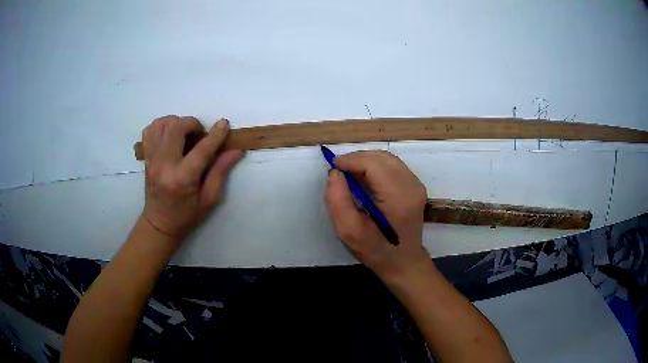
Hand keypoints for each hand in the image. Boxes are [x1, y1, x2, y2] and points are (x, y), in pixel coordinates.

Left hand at [141, 115, 242, 239]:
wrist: (159, 223)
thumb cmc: (187, 215)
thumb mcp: (209, 199)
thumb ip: (221, 172)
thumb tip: (236, 150)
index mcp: (182, 179)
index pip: (201, 149)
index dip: (215, 134)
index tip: (224, 124)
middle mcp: (164, 166)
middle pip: (175, 128)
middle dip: (192, 123)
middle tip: (200, 134)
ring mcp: (152, 160)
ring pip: (160, 124)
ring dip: (176, 122)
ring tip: (184, 133)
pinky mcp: (146, 157)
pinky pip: (149, 130)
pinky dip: (161, 125)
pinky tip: (170, 134)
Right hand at [325, 151, 430, 283]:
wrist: (403, 262)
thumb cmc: (376, 251)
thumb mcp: (349, 231)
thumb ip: (338, 200)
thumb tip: (335, 173)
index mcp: (398, 197)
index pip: (373, 164)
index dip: (351, 160)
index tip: (333, 166)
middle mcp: (412, 186)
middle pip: (382, 158)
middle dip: (357, 158)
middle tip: (339, 170)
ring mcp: (416, 185)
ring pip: (388, 159)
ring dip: (366, 161)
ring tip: (349, 173)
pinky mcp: (415, 186)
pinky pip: (393, 166)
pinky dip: (375, 166)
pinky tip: (364, 178)